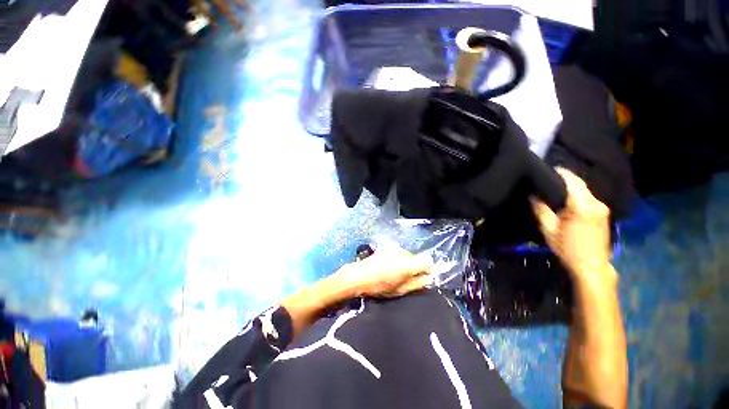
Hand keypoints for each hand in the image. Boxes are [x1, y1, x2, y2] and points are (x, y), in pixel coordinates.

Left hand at [338, 244, 433, 297]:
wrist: (360, 275)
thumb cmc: (381, 286)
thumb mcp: (402, 290)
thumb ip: (418, 283)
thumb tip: (429, 278)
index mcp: (410, 264)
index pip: (428, 262)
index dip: (427, 269)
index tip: (422, 276)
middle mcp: (404, 252)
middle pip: (416, 258)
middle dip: (413, 266)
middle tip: (404, 277)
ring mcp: (394, 248)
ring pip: (406, 255)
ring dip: (404, 261)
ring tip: (393, 271)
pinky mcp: (386, 247)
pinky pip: (397, 252)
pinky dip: (395, 258)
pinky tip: (386, 265)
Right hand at [532, 168, 616, 285]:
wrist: (592, 266)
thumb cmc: (568, 248)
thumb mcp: (549, 229)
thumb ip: (541, 210)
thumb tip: (533, 195)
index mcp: (582, 206)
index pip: (573, 182)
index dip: (562, 173)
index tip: (550, 168)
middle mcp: (596, 203)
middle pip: (580, 185)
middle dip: (566, 179)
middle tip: (549, 178)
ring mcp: (602, 209)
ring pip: (585, 191)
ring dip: (572, 188)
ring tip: (556, 189)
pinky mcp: (604, 214)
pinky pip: (589, 198)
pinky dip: (578, 195)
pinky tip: (568, 200)